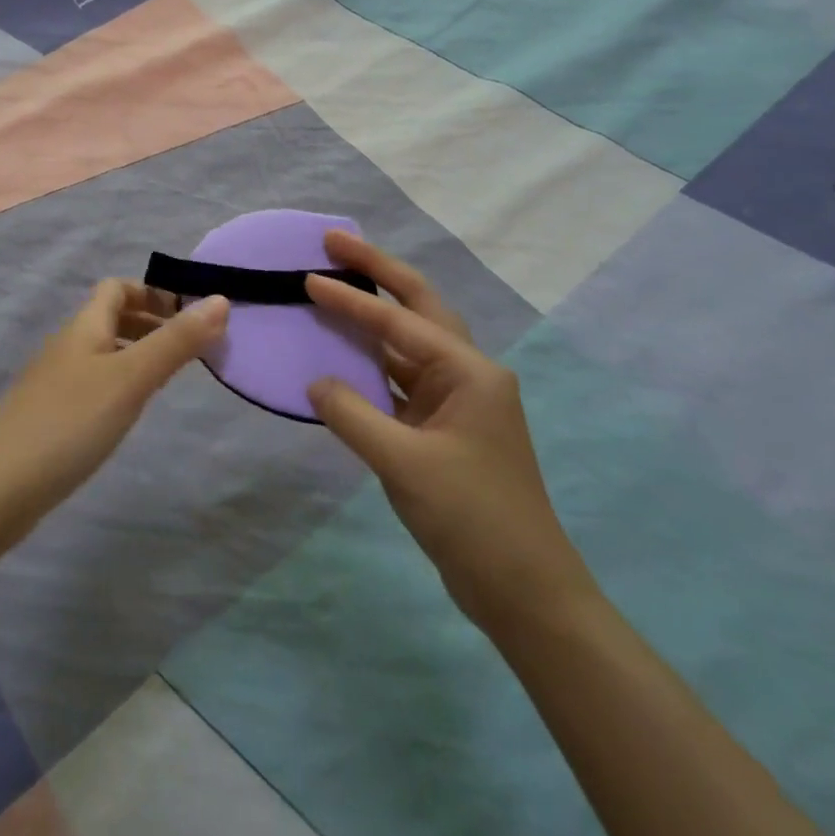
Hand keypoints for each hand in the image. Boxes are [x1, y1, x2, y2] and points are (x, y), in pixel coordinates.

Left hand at [0, 281, 228, 533]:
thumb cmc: (71, 422)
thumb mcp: (132, 378)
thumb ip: (176, 341)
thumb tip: (221, 300)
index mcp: (83, 326)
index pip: (116, 287)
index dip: (152, 293)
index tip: (187, 317)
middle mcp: (66, 345)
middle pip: (109, 318)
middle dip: (149, 324)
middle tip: (187, 350)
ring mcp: (53, 381)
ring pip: (101, 352)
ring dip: (135, 355)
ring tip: (166, 381)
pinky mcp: (48, 415)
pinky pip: (91, 383)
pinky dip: (117, 384)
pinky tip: (127, 414)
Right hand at [305, 232, 596, 640]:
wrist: (525, 593)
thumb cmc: (472, 519)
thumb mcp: (404, 465)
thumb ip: (352, 415)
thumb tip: (315, 383)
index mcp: (469, 372)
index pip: (399, 322)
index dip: (351, 299)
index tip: (309, 276)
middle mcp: (467, 373)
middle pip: (418, 306)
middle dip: (377, 271)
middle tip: (334, 243)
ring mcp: (456, 401)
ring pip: (408, 341)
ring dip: (374, 315)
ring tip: (335, 285)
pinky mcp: (443, 427)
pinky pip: (400, 379)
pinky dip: (371, 362)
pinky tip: (342, 355)